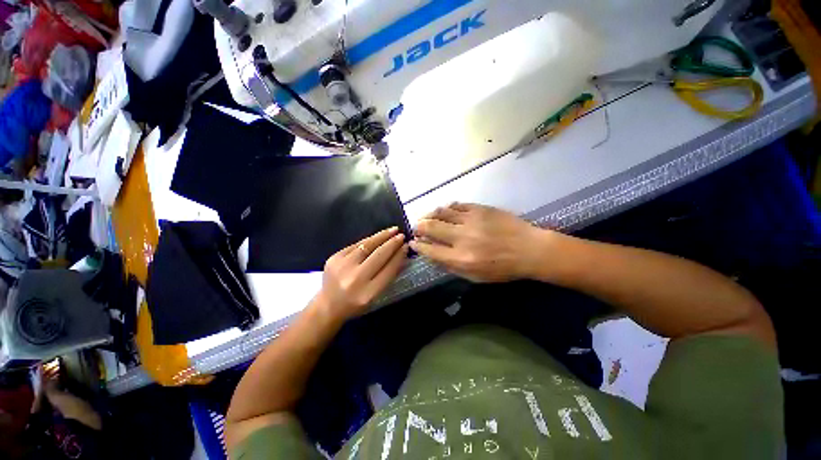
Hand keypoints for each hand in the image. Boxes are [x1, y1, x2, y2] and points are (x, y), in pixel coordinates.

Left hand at [316, 227, 408, 320]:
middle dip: (392, 243)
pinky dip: (369, 240)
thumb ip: (389, 275)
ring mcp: (342, 266)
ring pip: (367, 245)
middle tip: (401, 236)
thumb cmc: (356, 303)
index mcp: (368, 293)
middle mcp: (355, 279)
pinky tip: (377, 236)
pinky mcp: (334, 258)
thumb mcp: (376, 295)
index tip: (406, 246)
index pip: (389, 269)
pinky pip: (356, 245)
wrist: (327, 305)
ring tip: (392, 230)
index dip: (399, 256)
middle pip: (379, 255)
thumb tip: (401, 254)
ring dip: (382, 236)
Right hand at [411, 203, 549, 282]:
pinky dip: (447, 208)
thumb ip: (451, 267)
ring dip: (430, 214)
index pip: (430, 250)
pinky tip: (445, 210)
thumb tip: (432, 256)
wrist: (530, 249)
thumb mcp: (476, 277)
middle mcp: (462, 238)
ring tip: (427, 217)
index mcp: (461, 259)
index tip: (413, 242)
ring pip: (441, 212)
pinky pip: (457, 205)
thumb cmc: (503, 268)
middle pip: (431, 227)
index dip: (418, 246)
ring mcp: (471, 220)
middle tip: (416, 227)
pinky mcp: (480, 209)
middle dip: (419, 227)